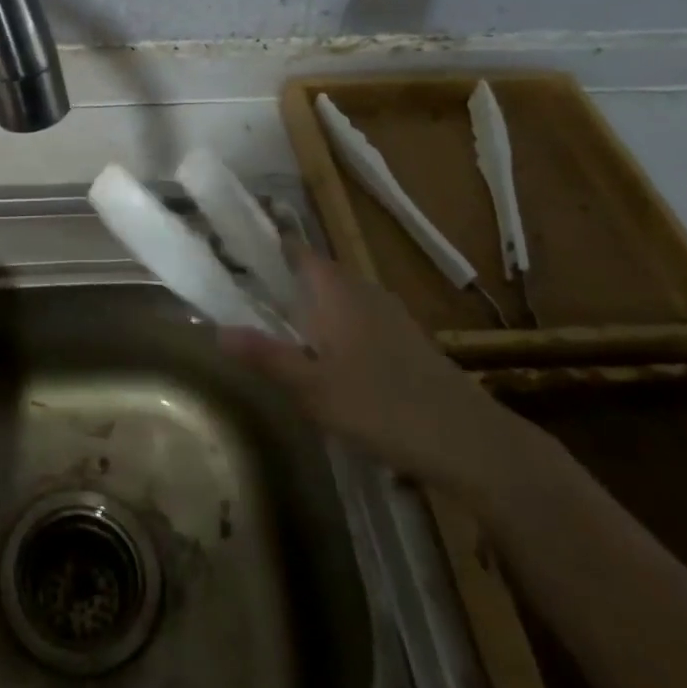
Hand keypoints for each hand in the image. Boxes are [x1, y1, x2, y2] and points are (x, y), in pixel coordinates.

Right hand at [221, 247, 520, 494]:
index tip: (231, 251)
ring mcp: (388, 314)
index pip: (295, 250)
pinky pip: (355, 318)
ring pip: (336, 297)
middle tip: (241, 294)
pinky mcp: (404, 340)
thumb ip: (266, 356)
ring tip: (274, 325)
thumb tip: (216, 331)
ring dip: (307, 304)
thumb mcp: (313, 388)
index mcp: (337, 290)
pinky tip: (323, 358)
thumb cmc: (383, 407)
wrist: (470, 442)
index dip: (265, 245)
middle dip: (281, 279)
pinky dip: (332, 325)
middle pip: (314, 272)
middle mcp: (362, 290)